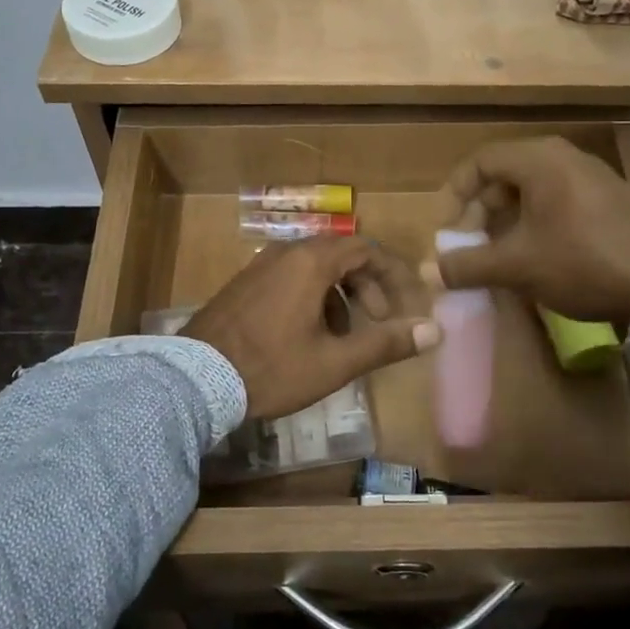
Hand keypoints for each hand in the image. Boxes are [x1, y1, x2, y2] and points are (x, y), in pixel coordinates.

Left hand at [183, 237, 440, 419]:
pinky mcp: (243, 283)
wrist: (195, 380)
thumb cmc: (271, 369)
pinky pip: (290, 276)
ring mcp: (260, 265)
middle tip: (378, 319)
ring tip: (342, 336)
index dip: (393, 274)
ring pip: (314, 267)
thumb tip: (434, 330)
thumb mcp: (334, 362)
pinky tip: (306, 335)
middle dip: (367, 285)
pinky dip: (312, 296)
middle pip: (341, 254)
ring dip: (339, 294)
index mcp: (310, 262)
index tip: (405, 304)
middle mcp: (285, 252)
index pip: (366, 248)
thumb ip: (385, 343)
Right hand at [426, 138, 629, 327]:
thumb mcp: (517, 266)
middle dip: (480, 208)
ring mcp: (593, 176)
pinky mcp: (612, 199)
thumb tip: (427, 270)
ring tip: (499, 251)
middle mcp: (566, 157)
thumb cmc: (582, 263)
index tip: (446, 227)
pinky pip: (559, 199)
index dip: (455, 193)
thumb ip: (467, 265)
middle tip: (470, 242)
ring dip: (507, 217)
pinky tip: (538, 254)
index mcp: (539, 160)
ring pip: (533, 188)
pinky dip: (536, 220)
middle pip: (505, 173)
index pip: (480, 161)